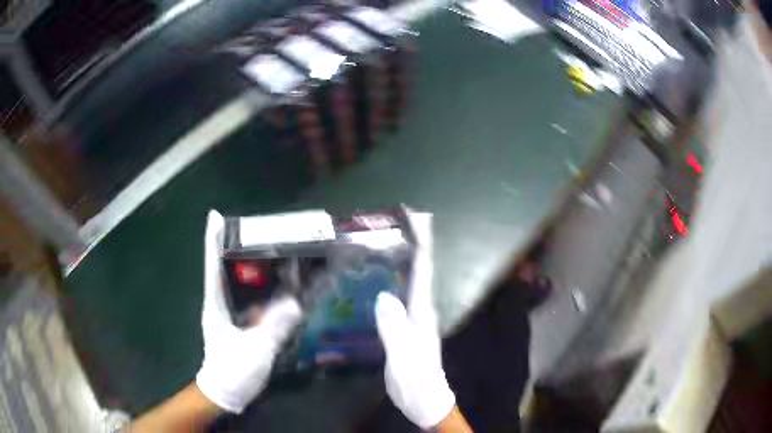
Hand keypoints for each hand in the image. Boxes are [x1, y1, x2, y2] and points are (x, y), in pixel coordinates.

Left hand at [196, 210, 301, 412]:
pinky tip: (289, 286)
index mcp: (216, 305)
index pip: (212, 266)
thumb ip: (273, 328)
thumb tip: (294, 303)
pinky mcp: (246, 324)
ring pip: (246, 284)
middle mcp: (223, 303)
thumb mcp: (253, 352)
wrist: (226, 394)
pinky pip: (259, 301)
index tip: (215, 215)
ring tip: (284, 252)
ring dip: (262, 268)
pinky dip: (272, 291)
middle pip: (230, 268)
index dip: (213, 240)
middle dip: (243, 247)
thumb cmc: (231, 372)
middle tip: (266, 230)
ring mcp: (234, 314)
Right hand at [375, 213, 455, 429]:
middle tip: (399, 220)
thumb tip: (384, 296)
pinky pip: (401, 295)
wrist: (424, 399)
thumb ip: (394, 328)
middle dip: (414, 242)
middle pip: (420, 269)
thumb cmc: (415, 380)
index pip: (423, 270)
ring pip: (411, 280)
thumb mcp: (403, 357)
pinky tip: (381, 277)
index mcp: (422, 312)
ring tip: (388, 238)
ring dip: (405, 257)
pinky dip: (395, 279)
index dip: (422, 243)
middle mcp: (421, 309)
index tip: (417, 218)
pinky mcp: (406, 326)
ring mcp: (415, 318)